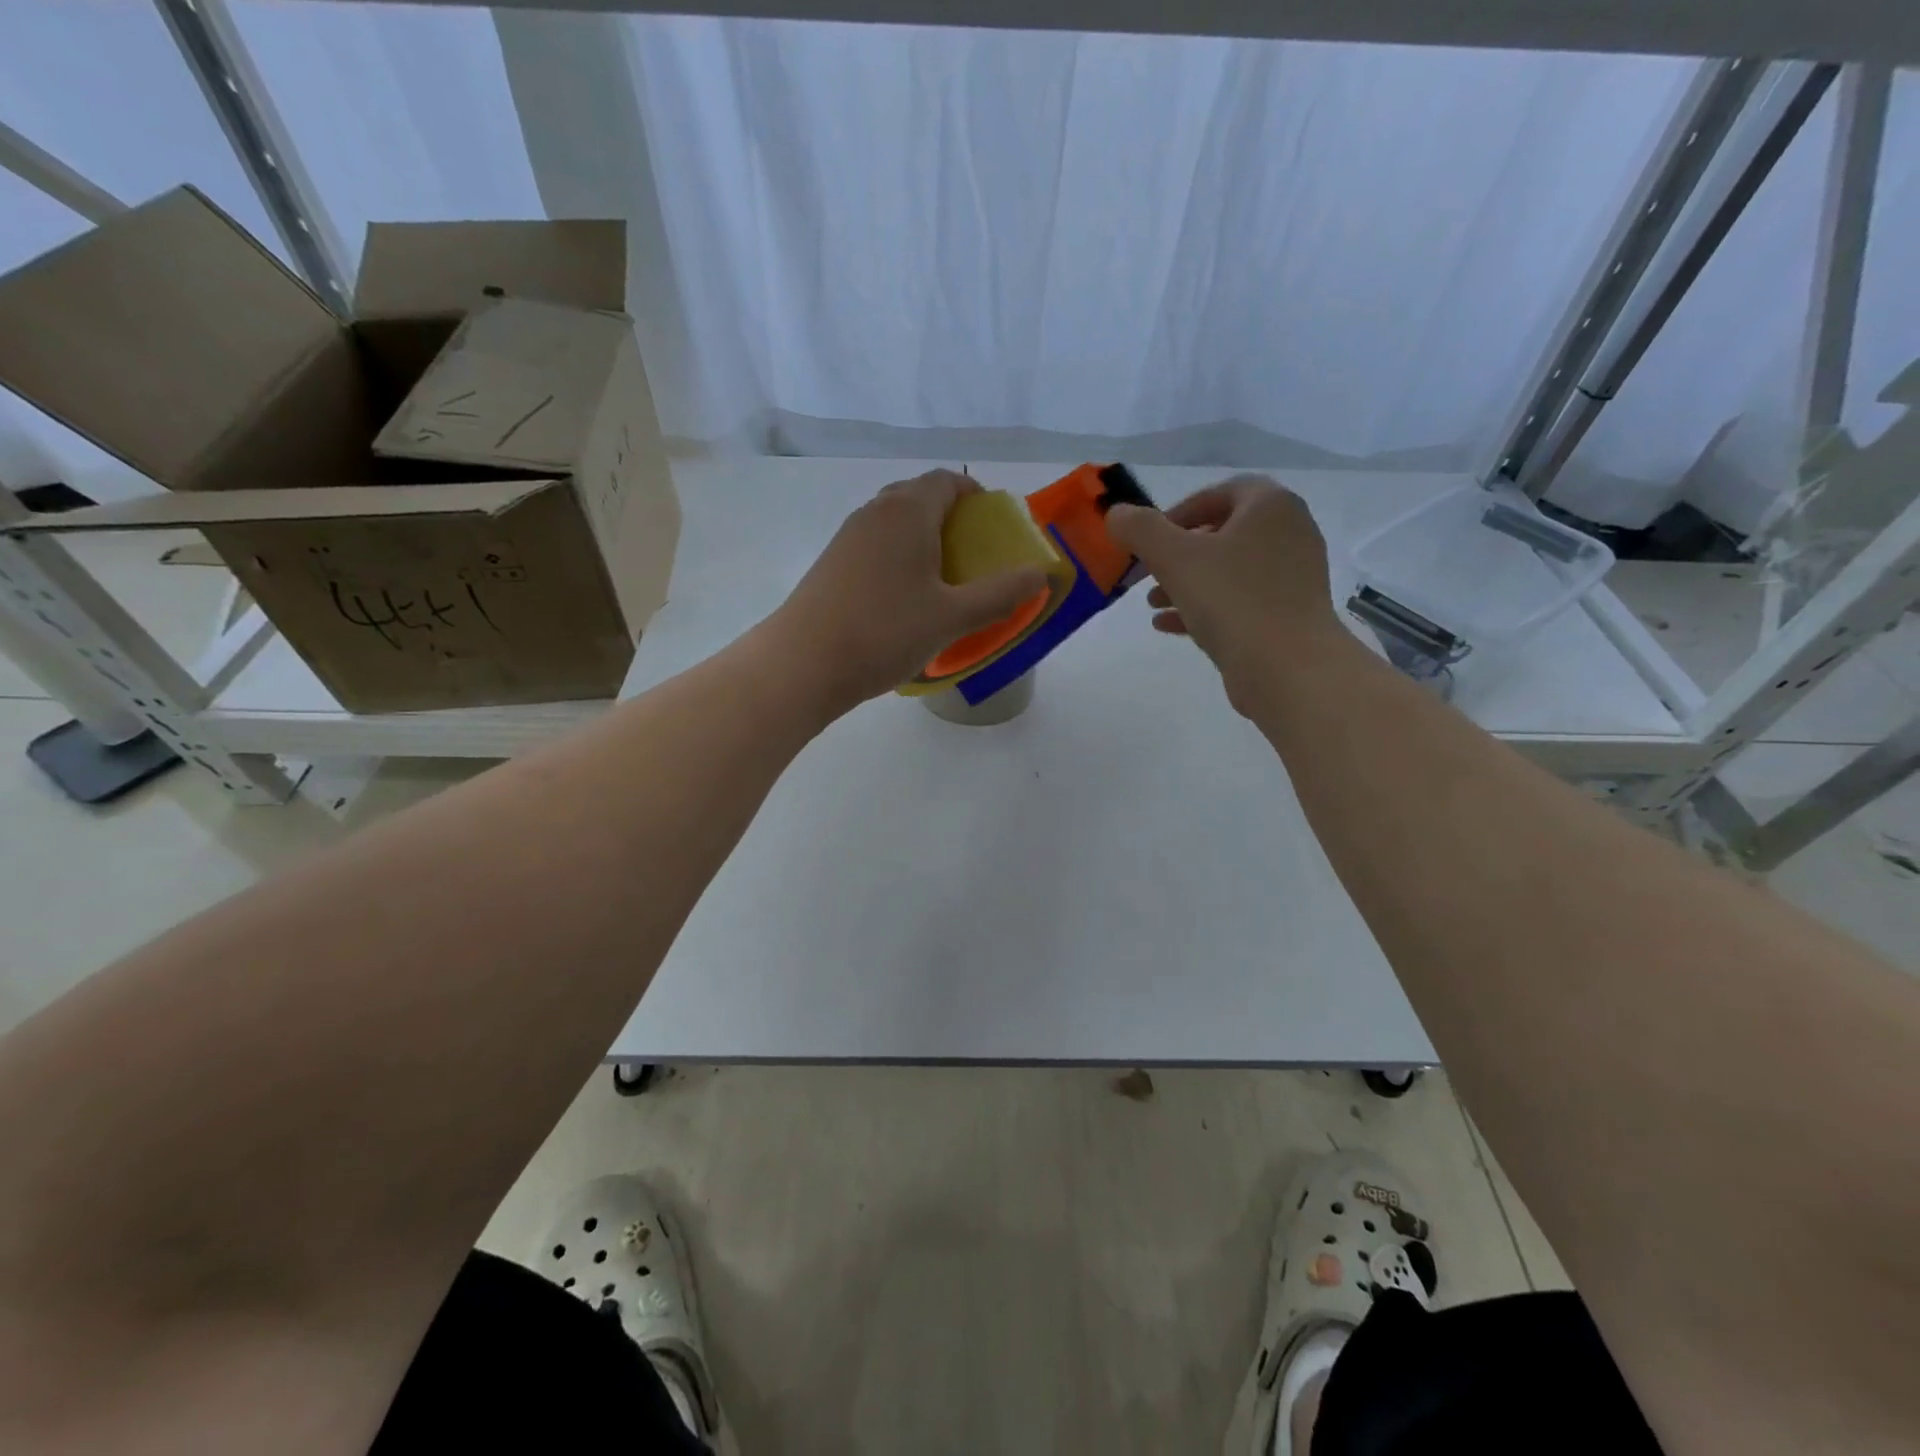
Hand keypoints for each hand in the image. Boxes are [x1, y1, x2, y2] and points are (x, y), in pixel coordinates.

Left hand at [763, 470, 1048, 715]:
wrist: (802, 663)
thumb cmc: (884, 632)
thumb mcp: (952, 617)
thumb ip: (1000, 593)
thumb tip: (1040, 573)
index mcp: (907, 511)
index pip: (948, 481)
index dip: (976, 497)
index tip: (995, 528)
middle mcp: (875, 512)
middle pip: (920, 498)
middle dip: (952, 519)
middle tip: (975, 557)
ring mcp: (848, 537)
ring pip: (895, 523)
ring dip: (923, 540)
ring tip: (944, 581)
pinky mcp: (832, 564)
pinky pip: (876, 547)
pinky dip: (899, 559)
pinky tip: (905, 600)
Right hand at [1105, 474, 1341, 702]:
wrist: (1288, 668)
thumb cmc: (1232, 600)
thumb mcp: (1174, 558)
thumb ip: (1140, 530)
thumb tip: (1116, 514)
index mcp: (1270, 506)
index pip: (1220, 492)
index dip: (1179, 511)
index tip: (1149, 538)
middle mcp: (1290, 533)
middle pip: (1223, 533)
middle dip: (1179, 553)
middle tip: (1148, 572)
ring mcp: (1293, 577)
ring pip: (1229, 570)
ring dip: (1187, 583)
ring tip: (1152, 603)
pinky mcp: (1288, 614)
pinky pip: (1240, 601)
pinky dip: (1205, 607)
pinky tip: (1168, 626)